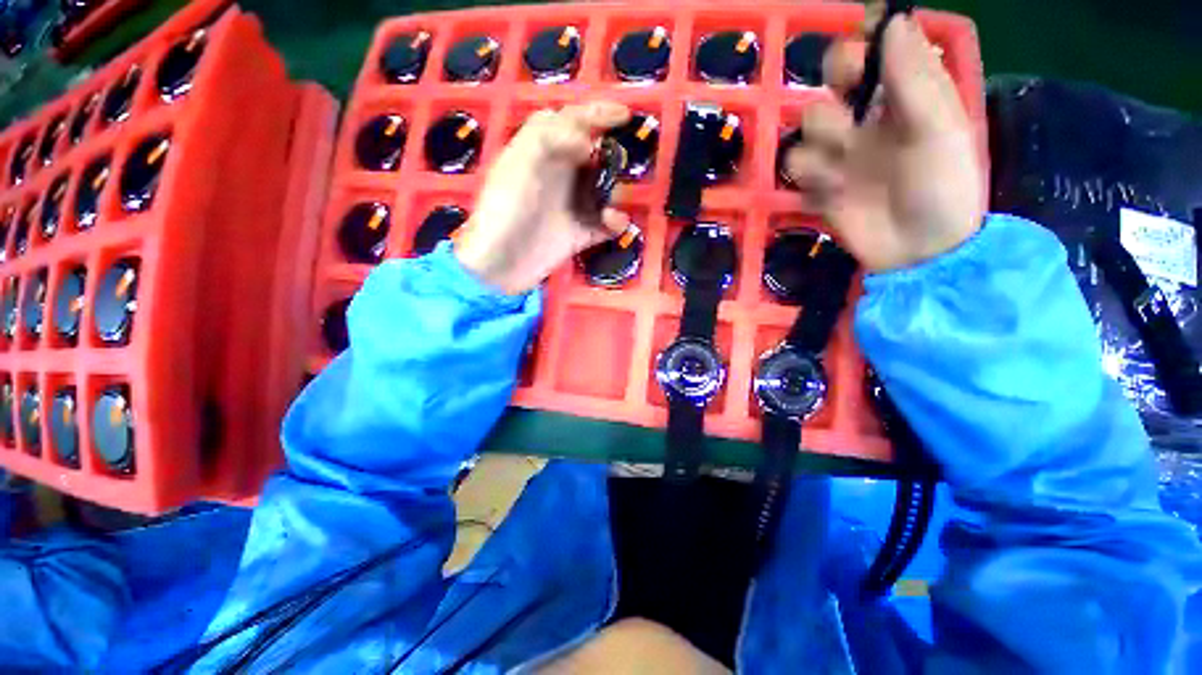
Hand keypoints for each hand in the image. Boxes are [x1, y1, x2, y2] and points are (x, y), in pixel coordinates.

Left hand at [455, 102, 632, 293]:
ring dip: (614, 194)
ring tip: (608, 209)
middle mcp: (559, 176)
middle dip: (610, 161)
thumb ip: (550, 137)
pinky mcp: (579, 234)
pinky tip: (612, 224)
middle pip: (595, 157)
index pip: (572, 122)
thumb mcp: (519, 162)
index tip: (625, 116)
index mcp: (542, 152)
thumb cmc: (505, 210)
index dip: (597, 113)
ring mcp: (571, 206)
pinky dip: (614, 222)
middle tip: (614, 170)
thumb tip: (589, 143)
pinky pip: (605, 224)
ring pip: (605, 191)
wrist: (500, 264)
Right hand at [782, 13, 984, 271]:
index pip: (874, 51)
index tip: (857, 53)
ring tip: (842, 167)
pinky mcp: (820, 185)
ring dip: (820, 142)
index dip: (860, 44)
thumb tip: (893, 20)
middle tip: (846, 116)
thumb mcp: (939, 129)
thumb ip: (915, 77)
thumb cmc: (942, 188)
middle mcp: (868, 117)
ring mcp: (841, 153)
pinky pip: (797, 169)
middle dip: (832, 91)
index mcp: (904, 96)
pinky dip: (809, 177)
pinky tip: (831, 190)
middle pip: (830, 82)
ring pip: (807, 126)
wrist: (918, 253)